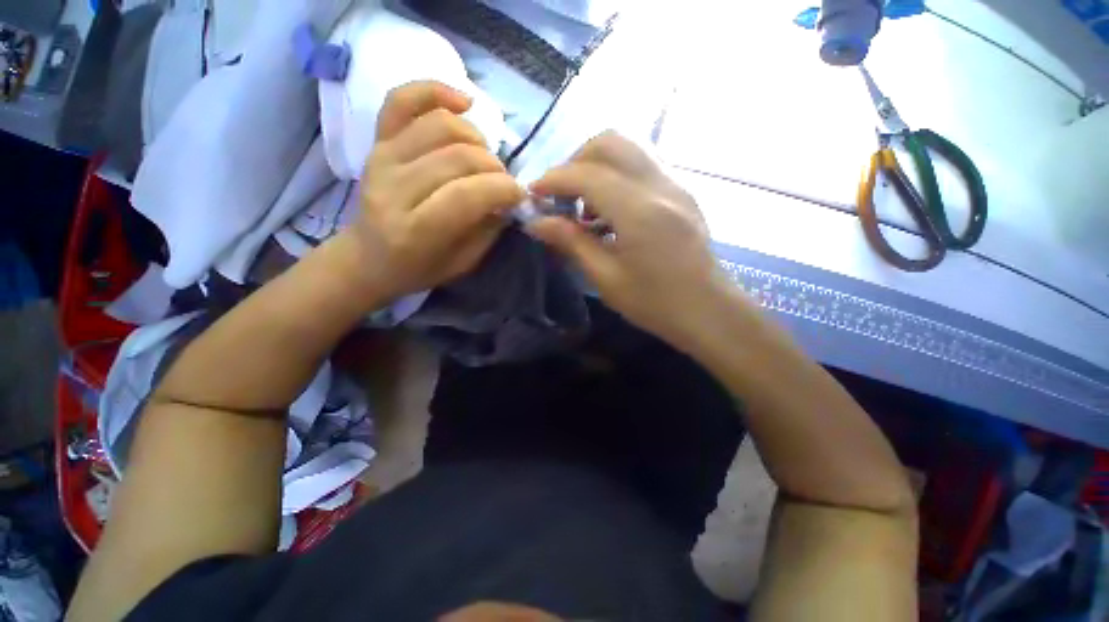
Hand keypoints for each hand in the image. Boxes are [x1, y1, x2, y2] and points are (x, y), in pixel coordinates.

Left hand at [339, 81, 523, 302]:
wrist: (368, 258)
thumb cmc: (419, 268)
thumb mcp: (462, 263)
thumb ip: (488, 230)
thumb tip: (509, 196)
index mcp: (415, 231)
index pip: (466, 195)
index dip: (503, 189)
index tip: (519, 195)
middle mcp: (394, 190)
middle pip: (457, 157)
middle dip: (494, 167)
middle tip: (502, 181)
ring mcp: (381, 159)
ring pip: (439, 125)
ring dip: (476, 136)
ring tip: (484, 155)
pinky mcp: (376, 142)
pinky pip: (402, 101)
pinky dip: (435, 91)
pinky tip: (463, 102)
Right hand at [528, 132, 731, 344]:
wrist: (708, 310)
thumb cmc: (655, 304)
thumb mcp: (605, 278)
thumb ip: (571, 242)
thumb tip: (536, 221)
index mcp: (640, 212)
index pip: (587, 174)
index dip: (553, 179)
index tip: (532, 195)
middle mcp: (660, 185)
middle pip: (610, 142)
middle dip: (574, 162)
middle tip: (561, 196)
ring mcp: (675, 184)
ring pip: (627, 149)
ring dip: (595, 167)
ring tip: (583, 207)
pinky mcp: (680, 191)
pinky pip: (640, 166)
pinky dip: (614, 176)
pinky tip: (608, 212)